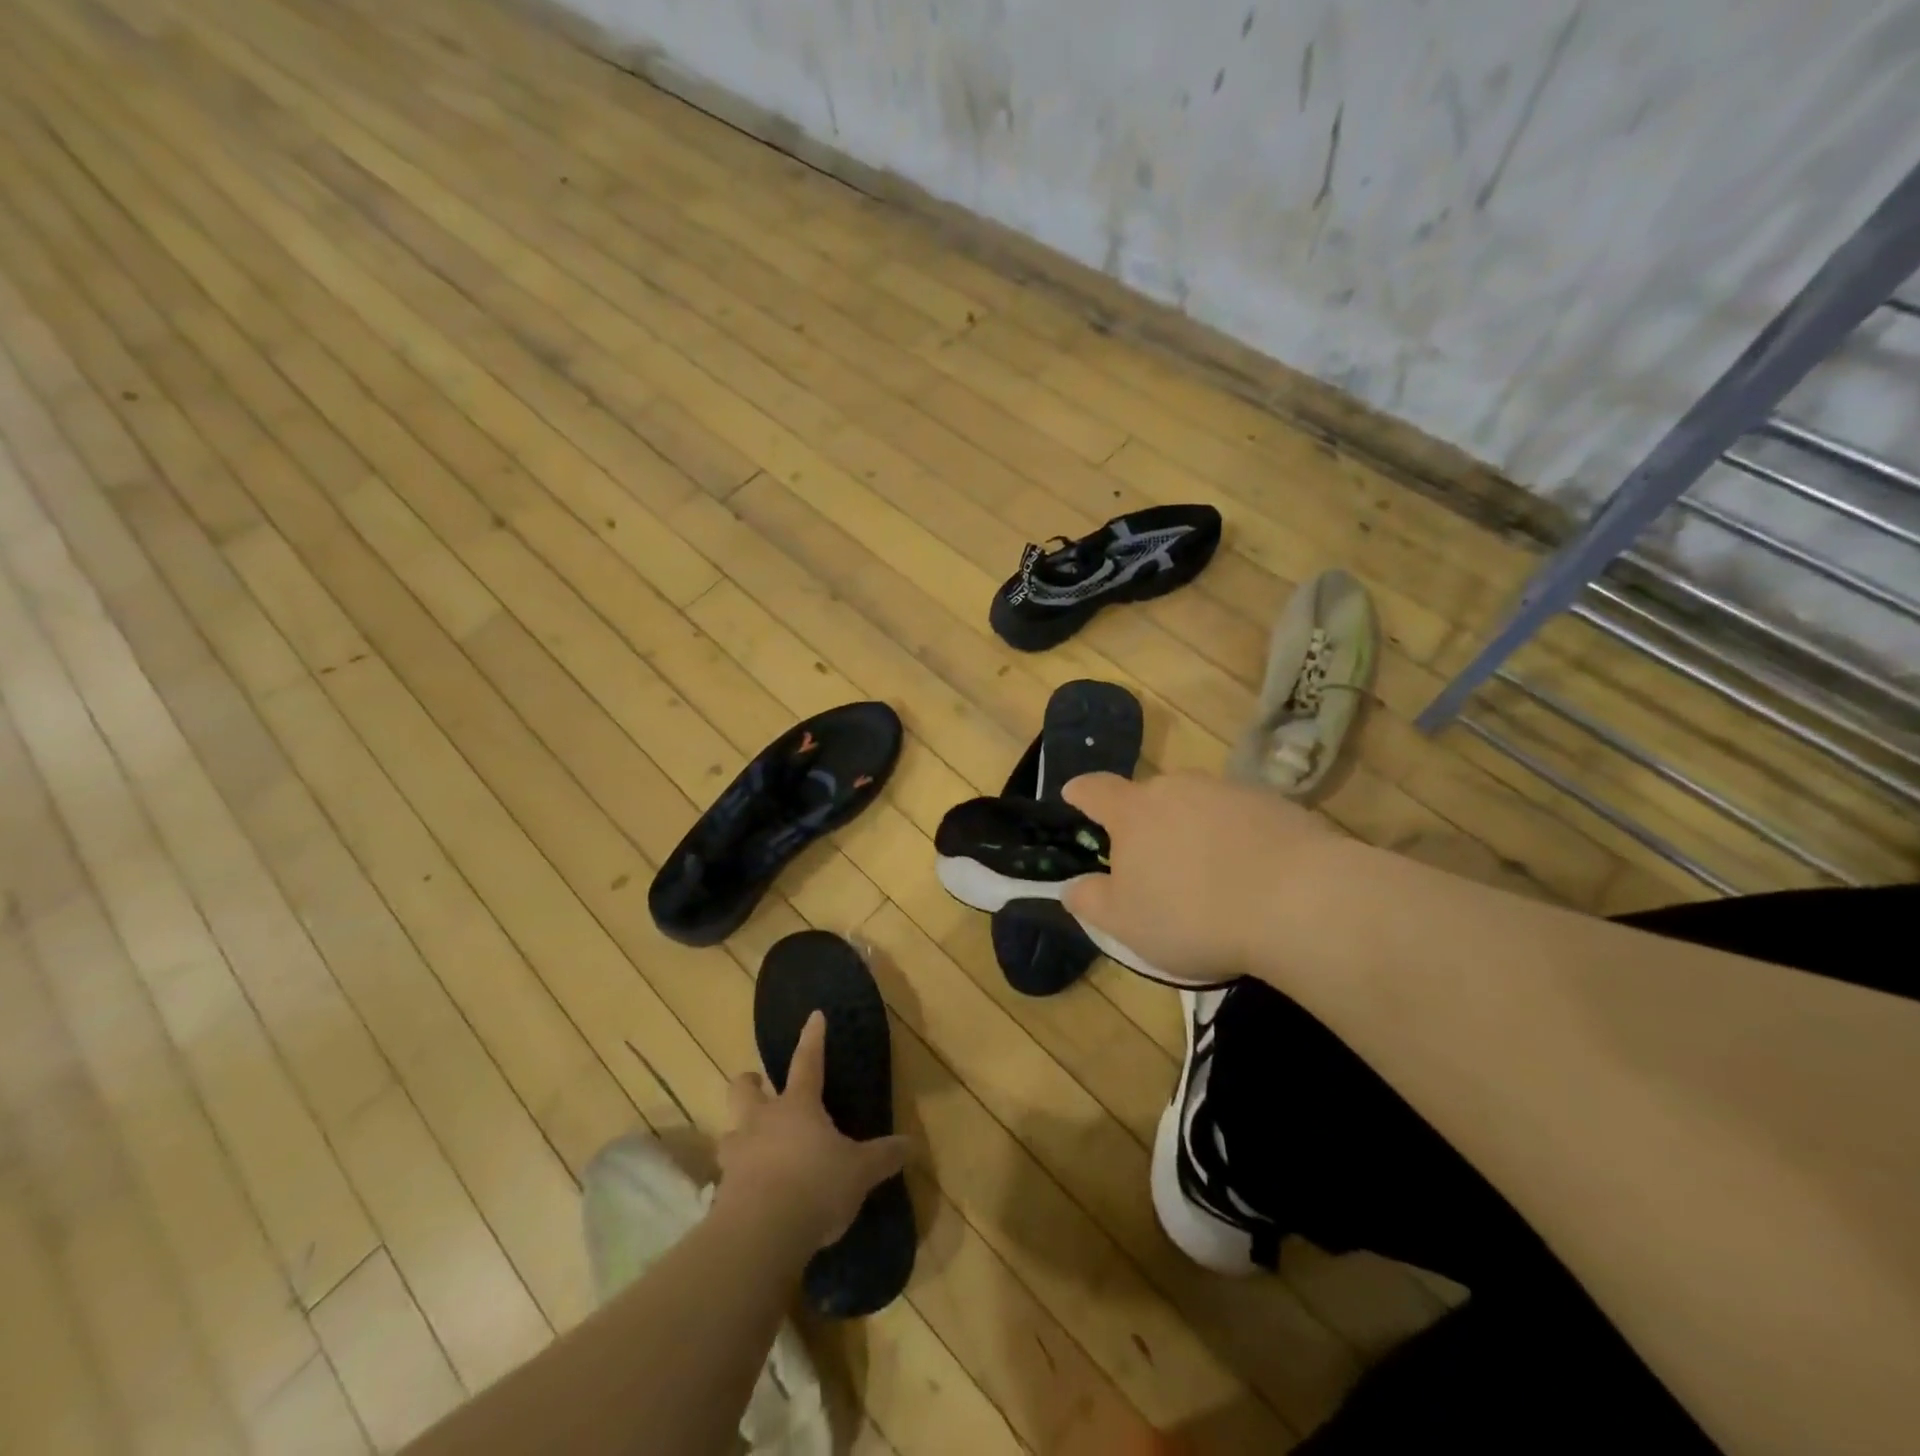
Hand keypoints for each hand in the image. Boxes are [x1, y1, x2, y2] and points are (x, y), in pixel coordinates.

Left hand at [713, 1012, 909, 1251]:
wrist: (761, 1234)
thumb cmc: (815, 1186)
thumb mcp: (859, 1172)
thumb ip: (883, 1156)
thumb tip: (911, 1144)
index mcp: (798, 1106)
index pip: (807, 1061)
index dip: (812, 1038)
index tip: (814, 1015)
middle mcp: (763, 1121)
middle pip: (743, 1089)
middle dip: (749, 1083)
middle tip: (757, 1085)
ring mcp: (738, 1154)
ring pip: (729, 1131)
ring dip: (738, 1134)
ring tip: (750, 1145)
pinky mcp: (721, 1191)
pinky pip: (726, 1176)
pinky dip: (736, 1180)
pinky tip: (749, 1194)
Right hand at [1062, 771, 1332, 983]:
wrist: (1300, 903)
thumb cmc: (1193, 915)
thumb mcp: (1126, 923)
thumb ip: (1090, 901)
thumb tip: (1071, 886)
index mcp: (1134, 812)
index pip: (1095, 790)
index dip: (1080, 793)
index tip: (1073, 795)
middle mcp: (1178, 788)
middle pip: (1150, 797)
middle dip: (1145, 822)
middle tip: (1154, 863)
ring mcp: (1229, 791)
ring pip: (1197, 805)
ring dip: (1193, 829)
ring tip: (1208, 874)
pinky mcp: (1275, 803)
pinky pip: (1240, 817)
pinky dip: (1236, 837)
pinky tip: (1252, 874)